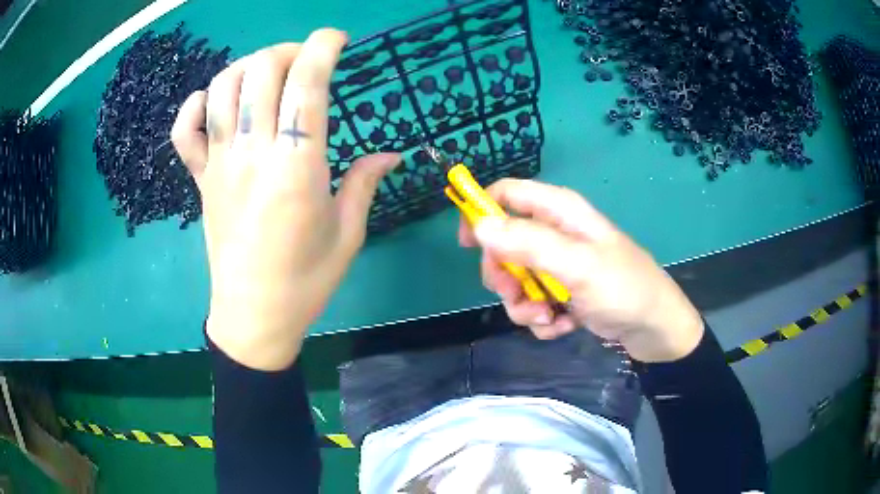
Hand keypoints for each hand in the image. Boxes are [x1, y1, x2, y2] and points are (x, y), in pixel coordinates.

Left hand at [172, 31, 400, 369]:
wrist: (252, 316)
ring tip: (267, 74)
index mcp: (296, 168)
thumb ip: (364, 183)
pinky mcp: (199, 180)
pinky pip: (184, 132)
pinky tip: (212, 102)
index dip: (323, 47)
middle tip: (306, 61)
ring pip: (222, 88)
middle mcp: (253, 154)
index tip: (338, 38)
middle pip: (261, 72)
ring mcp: (219, 164)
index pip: (307, 84)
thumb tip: (390, 154)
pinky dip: (194, 106)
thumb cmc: (305, 281)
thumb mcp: (347, 235)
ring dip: (247, 66)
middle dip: (288, 50)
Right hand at [459, 179, 702, 362]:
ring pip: (516, 281)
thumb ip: (529, 243)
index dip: (482, 211)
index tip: (468, 244)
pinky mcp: (562, 292)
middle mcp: (555, 234)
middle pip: (503, 245)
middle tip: (517, 295)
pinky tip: (563, 326)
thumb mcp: (577, 265)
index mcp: (559, 212)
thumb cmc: (623, 288)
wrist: (653, 328)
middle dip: (505, 277)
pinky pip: (533, 302)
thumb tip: (479, 225)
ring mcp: (557, 265)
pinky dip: (542, 319)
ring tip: (549, 319)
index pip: (508, 193)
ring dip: (524, 305)